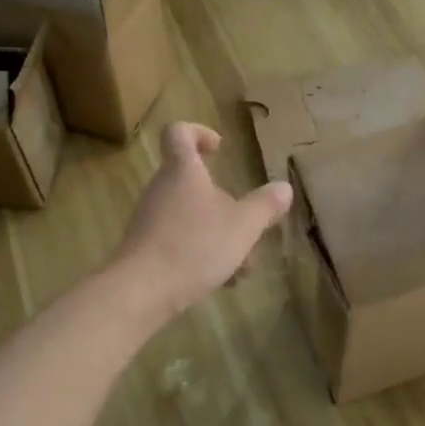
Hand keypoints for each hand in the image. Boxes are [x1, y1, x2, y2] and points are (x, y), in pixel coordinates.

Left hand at [109, 122, 292, 319]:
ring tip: (242, 266)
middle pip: (193, 182)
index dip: (199, 133)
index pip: (179, 133)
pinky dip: (202, 253)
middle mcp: (162, 189)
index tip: (219, 149)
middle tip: (248, 226)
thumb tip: (284, 187)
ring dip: (220, 234)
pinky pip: (179, 240)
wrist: (140, 292)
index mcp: (183, 171)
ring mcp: (150, 219)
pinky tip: (221, 281)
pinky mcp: (145, 248)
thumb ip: (265, 206)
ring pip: (191, 216)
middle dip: (226, 204)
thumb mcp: (243, 226)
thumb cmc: (194, 246)